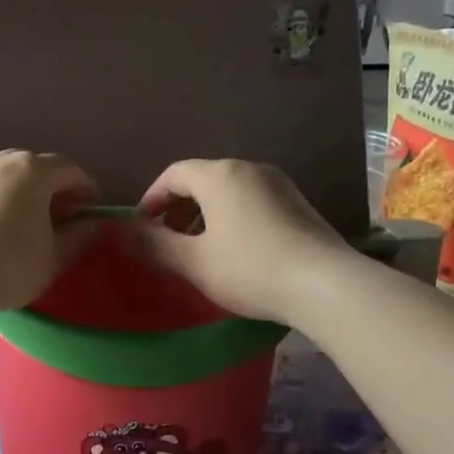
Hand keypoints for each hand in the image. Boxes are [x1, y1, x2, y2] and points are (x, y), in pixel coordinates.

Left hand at [0, 151, 99, 316]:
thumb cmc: (7, 264)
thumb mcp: (52, 258)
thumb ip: (77, 237)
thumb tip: (94, 225)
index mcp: (33, 170)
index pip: (70, 170)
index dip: (86, 190)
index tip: (92, 212)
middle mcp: (0, 162)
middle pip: (35, 167)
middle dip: (53, 189)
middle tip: (62, 218)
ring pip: (5, 178)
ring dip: (22, 195)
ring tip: (27, 226)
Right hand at [125, 160, 349, 324]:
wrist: (326, 285)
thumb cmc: (250, 269)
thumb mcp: (194, 262)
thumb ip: (156, 245)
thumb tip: (126, 232)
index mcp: (219, 175)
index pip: (173, 174)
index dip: (151, 198)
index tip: (142, 227)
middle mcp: (249, 168)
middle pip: (202, 179)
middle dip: (177, 207)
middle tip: (166, 240)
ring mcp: (278, 183)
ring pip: (228, 190)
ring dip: (204, 214)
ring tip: (197, 248)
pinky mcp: (297, 202)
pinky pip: (251, 200)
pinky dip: (231, 217)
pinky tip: (233, 250)